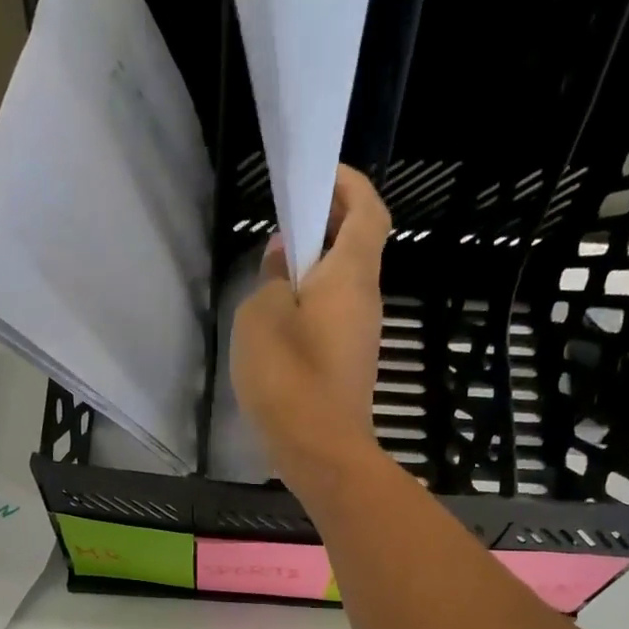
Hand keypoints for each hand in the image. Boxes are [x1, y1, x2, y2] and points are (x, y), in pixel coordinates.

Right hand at [230, 165, 392, 493]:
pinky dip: (312, 308)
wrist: (321, 453)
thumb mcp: (261, 317)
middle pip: (356, 246)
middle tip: (284, 227)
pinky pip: (334, 320)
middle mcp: (366, 300)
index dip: (348, 184)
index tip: (317, 175)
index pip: (367, 209)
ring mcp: (361, 337)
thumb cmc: (289, 378)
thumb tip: (285, 258)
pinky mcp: (349, 368)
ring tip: (271, 278)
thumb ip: (272, 278)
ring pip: (342, 286)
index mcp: (352, 274)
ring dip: (314, 272)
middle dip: (325, 225)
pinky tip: (279, 327)